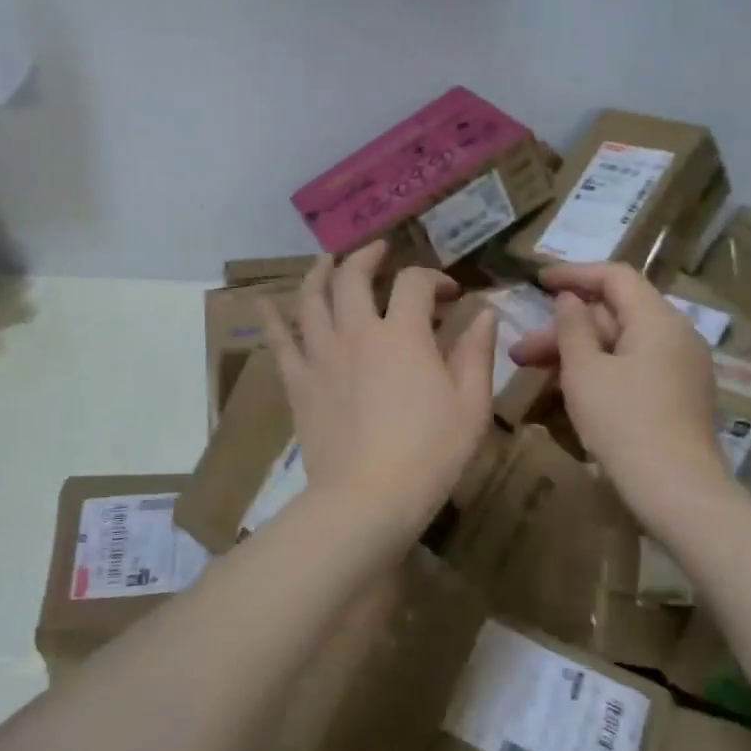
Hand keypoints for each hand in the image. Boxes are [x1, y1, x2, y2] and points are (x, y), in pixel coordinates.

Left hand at [261, 242, 496, 536]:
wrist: (368, 499)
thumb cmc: (430, 453)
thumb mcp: (471, 405)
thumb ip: (477, 352)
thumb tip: (486, 312)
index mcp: (404, 334)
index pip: (415, 283)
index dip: (434, 278)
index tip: (450, 293)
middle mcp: (358, 332)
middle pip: (353, 276)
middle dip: (368, 257)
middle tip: (379, 251)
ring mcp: (322, 355)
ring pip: (311, 298)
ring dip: (319, 273)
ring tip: (326, 261)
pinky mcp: (298, 382)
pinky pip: (279, 341)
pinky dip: (271, 318)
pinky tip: (264, 303)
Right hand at [509, 262, 730, 529]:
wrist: (678, 492)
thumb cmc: (625, 423)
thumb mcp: (585, 371)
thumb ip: (573, 327)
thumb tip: (570, 299)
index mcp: (658, 320)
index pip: (615, 277)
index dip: (573, 274)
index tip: (537, 281)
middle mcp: (677, 335)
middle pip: (615, 314)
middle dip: (565, 328)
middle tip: (521, 351)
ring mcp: (682, 367)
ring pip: (621, 344)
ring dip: (577, 352)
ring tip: (534, 371)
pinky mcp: (680, 396)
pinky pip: (635, 366)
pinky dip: (601, 369)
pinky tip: (570, 389)